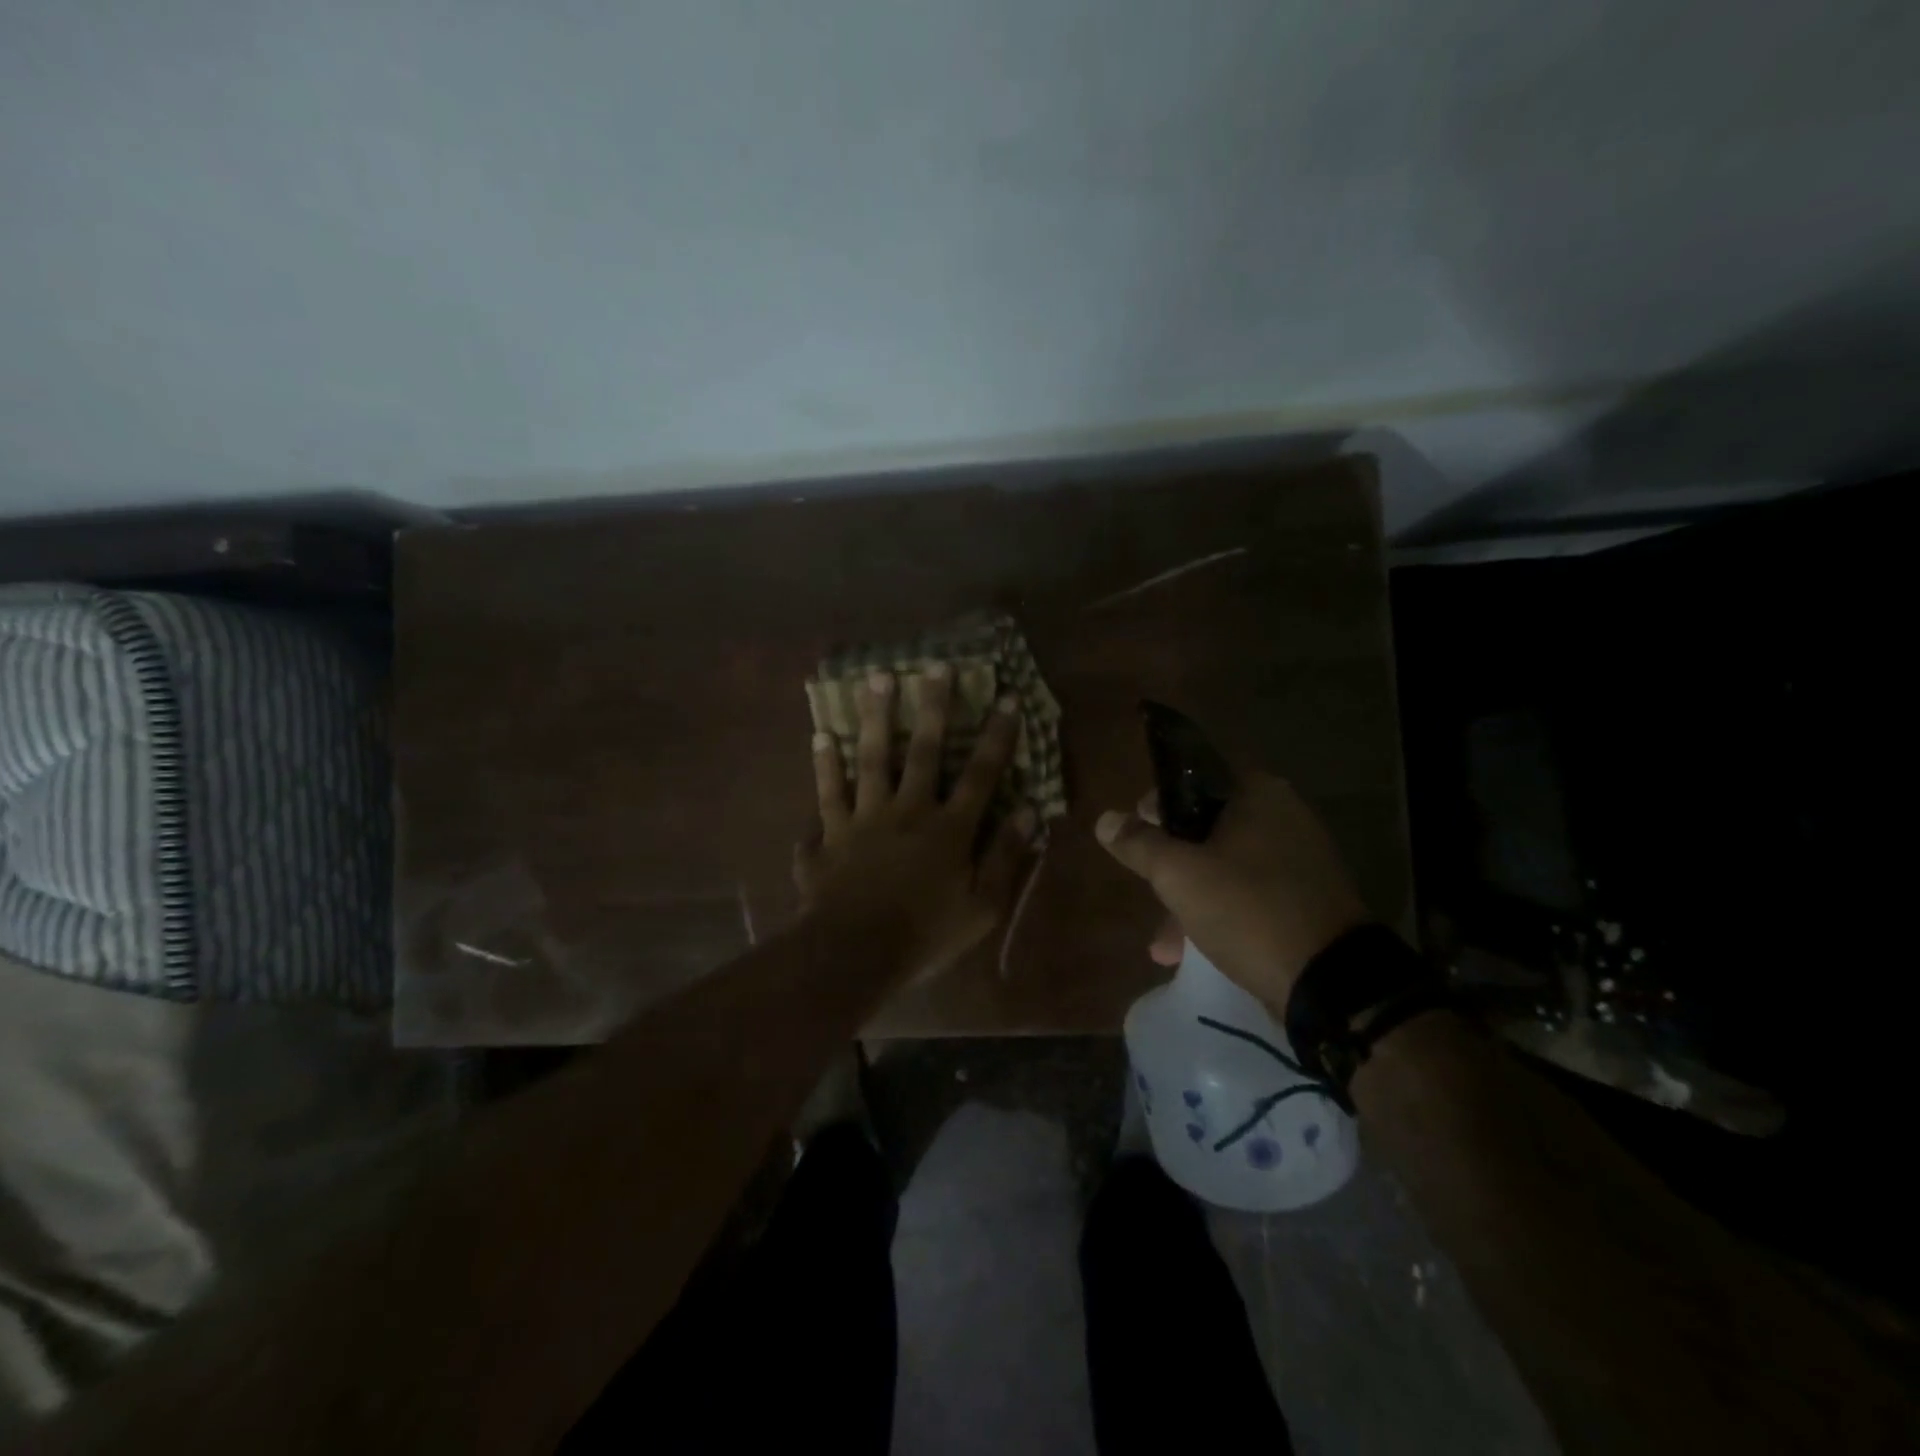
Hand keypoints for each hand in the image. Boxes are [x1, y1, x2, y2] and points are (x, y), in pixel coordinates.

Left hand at [795, 666, 1035, 981]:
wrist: (853, 955)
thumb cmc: (925, 935)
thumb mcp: (982, 907)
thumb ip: (1005, 858)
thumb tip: (1029, 813)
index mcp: (949, 830)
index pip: (981, 775)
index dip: (998, 737)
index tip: (1007, 698)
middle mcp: (907, 812)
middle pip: (924, 752)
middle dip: (933, 708)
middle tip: (934, 665)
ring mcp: (863, 820)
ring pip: (870, 760)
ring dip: (874, 718)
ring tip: (875, 679)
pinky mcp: (829, 835)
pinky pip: (826, 795)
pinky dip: (823, 767)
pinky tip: (819, 736)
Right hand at [1095, 772, 1366, 1013]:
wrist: (1330, 984)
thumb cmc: (1247, 909)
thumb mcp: (1179, 874)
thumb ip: (1139, 843)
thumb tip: (1105, 820)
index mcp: (1258, 794)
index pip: (1195, 776)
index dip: (1159, 801)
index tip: (1136, 829)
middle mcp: (1283, 817)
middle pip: (1207, 824)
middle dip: (1170, 859)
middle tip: (1146, 881)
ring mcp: (1298, 860)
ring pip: (1225, 864)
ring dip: (1189, 895)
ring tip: (1162, 942)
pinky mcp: (1304, 900)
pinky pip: (1248, 894)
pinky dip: (1218, 912)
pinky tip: (1189, 951)